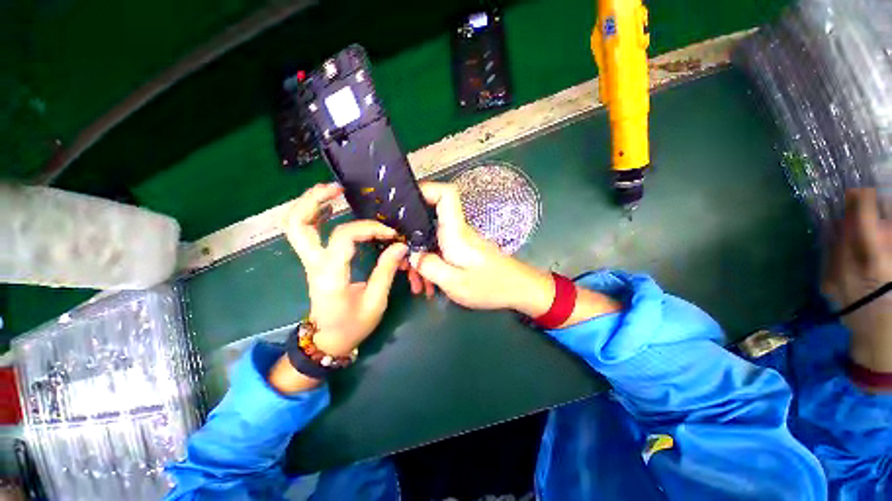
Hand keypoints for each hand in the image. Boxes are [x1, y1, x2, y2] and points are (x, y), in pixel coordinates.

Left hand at [282, 183, 408, 356]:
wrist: (328, 341)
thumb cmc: (353, 325)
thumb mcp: (376, 302)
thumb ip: (386, 271)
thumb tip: (399, 246)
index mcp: (330, 276)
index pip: (344, 237)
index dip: (369, 228)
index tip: (390, 233)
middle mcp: (314, 264)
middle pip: (297, 224)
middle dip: (314, 200)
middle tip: (338, 188)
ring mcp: (310, 262)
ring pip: (295, 225)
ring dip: (310, 203)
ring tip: (334, 191)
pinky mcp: (313, 261)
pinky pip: (306, 232)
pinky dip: (314, 215)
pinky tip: (331, 209)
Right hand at [410, 182, 555, 316]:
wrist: (519, 290)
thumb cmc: (490, 286)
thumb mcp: (454, 282)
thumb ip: (429, 266)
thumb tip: (413, 255)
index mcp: (456, 232)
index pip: (446, 194)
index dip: (427, 189)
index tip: (406, 202)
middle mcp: (458, 231)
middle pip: (430, 221)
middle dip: (411, 239)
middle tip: (403, 264)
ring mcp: (461, 241)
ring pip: (432, 240)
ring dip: (421, 259)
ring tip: (417, 284)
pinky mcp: (463, 251)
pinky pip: (441, 252)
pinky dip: (431, 265)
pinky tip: (429, 286)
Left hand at [822, 188, 891, 373]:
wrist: (879, 341)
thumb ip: (889, 241)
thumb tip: (883, 218)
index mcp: (873, 264)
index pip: (862, 223)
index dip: (861, 202)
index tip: (862, 189)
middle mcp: (846, 267)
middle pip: (843, 228)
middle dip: (851, 212)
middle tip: (858, 199)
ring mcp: (831, 276)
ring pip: (832, 239)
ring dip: (843, 226)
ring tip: (854, 218)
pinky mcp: (824, 283)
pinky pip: (828, 254)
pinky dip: (837, 242)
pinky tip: (845, 239)